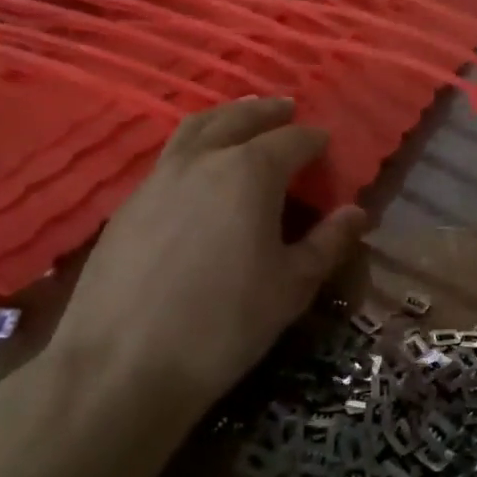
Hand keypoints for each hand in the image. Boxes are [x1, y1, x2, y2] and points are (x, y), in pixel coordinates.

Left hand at [43, 96, 365, 417]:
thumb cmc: (222, 325)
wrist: (120, 366)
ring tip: (242, 117)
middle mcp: (204, 160)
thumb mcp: (291, 287)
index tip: (327, 145)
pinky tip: (198, 169)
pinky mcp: (127, 203)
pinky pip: (169, 156)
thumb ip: (327, 243)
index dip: (314, 140)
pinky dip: (193, 145)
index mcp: (250, 172)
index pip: (293, 140)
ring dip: (226, 117)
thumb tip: (356, 213)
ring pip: (196, 128)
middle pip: (240, 118)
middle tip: (287, 109)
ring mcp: (159, 177)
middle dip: (268, 112)